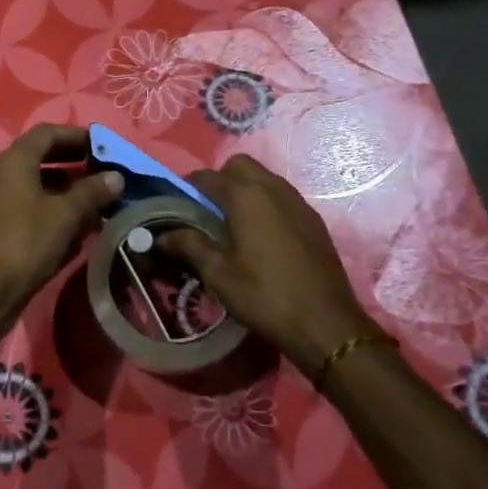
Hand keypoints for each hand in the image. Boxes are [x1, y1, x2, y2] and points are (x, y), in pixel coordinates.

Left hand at [0, 124, 122, 319]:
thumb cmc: (25, 242)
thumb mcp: (65, 215)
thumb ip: (92, 192)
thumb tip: (117, 176)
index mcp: (14, 161)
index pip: (47, 133)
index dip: (77, 135)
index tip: (105, 146)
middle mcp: (2, 175)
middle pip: (42, 157)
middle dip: (75, 163)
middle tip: (105, 172)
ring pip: (38, 185)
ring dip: (68, 189)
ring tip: (99, 200)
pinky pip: (31, 207)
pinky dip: (55, 209)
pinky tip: (78, 226)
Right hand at [159, 153, 381, 371]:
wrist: (325, 323)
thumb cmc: (264, 295)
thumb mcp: (217, 273)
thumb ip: (188, 245)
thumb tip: (162, 235)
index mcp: (245, 195)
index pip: (206, 176)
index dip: (187, 188)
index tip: (177, 207)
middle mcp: (273, 188)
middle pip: (239, 166)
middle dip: (220, 180)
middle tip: (208, 211)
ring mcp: (298, 201)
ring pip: (264, 178)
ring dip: (245, 189)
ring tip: (233, 224)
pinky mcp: (313, 219)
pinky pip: (282, 196)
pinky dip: (266, 203)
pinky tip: (261, 236)